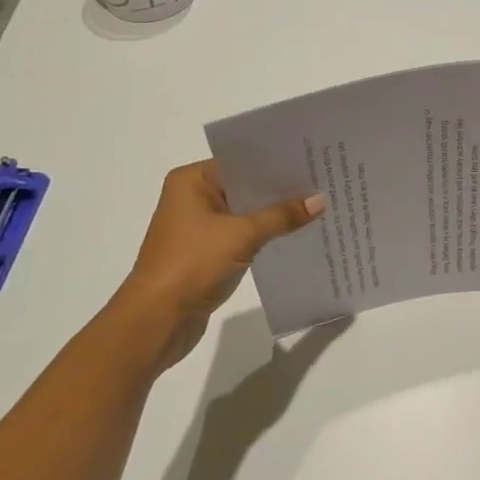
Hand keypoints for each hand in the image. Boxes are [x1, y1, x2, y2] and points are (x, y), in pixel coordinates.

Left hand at [103, 160, 323, 373]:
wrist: (157, 320)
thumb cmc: (192, 264)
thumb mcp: (242, 235)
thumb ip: (282, 215)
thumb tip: (320, 200)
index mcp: (192, 181)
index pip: (242, 162)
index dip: (277, 162)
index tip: (312, 159)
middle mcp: (192, 197)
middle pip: (245, 186)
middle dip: (280, 189)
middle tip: (323, 181)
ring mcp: (198, 227)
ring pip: (246, 212)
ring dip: (274, 214)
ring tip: (317, 205)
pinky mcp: (206, 252)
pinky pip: (242, 234)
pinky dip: (265, 234)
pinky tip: (296, 233)